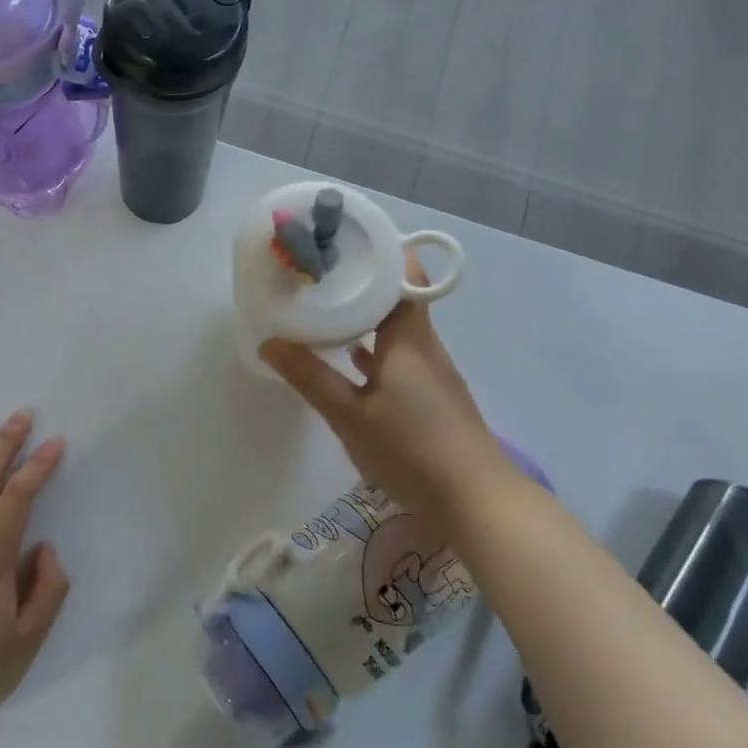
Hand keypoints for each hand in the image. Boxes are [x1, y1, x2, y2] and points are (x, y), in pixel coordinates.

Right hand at [259, 259, 507, 522]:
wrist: (477, 503)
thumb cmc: (412, 450)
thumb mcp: (350, 415)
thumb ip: (310, 377)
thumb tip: (270, 342)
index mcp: (409, 339)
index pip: (405, 276)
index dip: (379, 254)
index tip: (343, 244)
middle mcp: (424, 346)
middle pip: (397, 299)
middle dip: (361, 284)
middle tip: (318, 275)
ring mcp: (431, 373)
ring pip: (395, 330)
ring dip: (365, 317)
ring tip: (324, 308)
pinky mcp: (431, 399)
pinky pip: (398, 358)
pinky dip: (373, 350)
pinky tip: (348, 360)